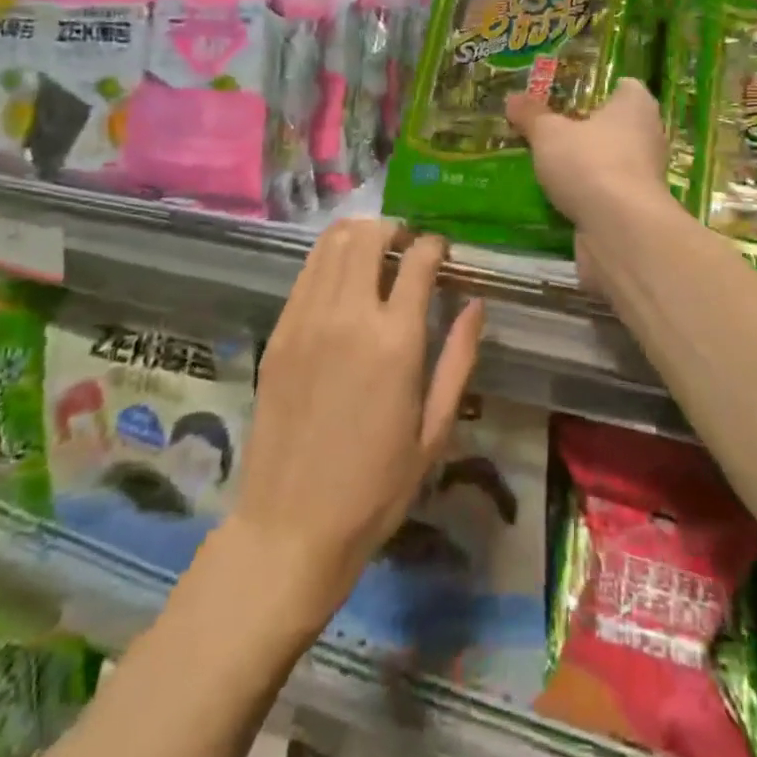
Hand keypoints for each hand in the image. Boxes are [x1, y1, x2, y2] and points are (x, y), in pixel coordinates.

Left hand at [228, 220, 484, 626]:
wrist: (290, 526)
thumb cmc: (375, 488)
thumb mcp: (434, 431)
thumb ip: (459, 359)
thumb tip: (476, 304)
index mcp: (396, 341)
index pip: (418, 260)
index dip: (434, 245)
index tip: (441, 251)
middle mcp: (349, 316)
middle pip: (369, 236)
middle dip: (394, 229)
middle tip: (406, 246)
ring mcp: (307, 319)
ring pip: (332, 243)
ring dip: (359, 234)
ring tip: (374, 250)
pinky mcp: (279, 331)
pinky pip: (306, 272)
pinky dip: (328, 258)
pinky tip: (340, 277)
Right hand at [505, 77, 667, 228]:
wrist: (620, 231)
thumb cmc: (590, 163)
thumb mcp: (549, 134)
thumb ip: (531, 115)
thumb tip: (512, 98)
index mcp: (636, 105)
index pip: (624, 87)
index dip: (596, 89)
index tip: (567, 95)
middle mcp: (648, 136)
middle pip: (615, 125)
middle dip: (585, 129)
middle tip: (548, 128)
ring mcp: (645, 176)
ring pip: (609, 161)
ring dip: (584, 165)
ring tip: (546, 164)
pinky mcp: (635, 209)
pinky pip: (606, 193)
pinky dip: (586, 195)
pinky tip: (557, 197)